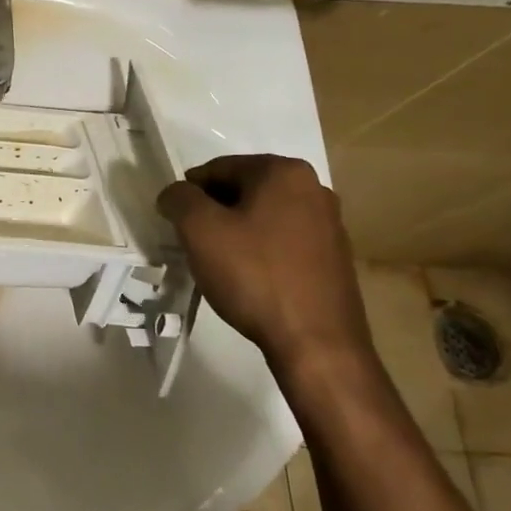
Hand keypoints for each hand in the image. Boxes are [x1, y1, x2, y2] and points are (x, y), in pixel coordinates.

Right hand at [155, 154, 371, 368]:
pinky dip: (261, 251)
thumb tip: (174, 194)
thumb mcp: (199, 230)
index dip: (189, 193)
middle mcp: (314, 188)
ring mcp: (330, 223)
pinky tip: (250, 279)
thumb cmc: (254, 275)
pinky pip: (284, 240)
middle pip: (243, 190)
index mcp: (283, 171)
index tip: (175, 223)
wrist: (317, 342)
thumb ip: (179, 199)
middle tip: (194, 244)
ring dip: (237, 232)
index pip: (218, 168)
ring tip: (221, 264)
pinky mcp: (335, 257)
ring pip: (263, 216)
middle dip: (214, 212)